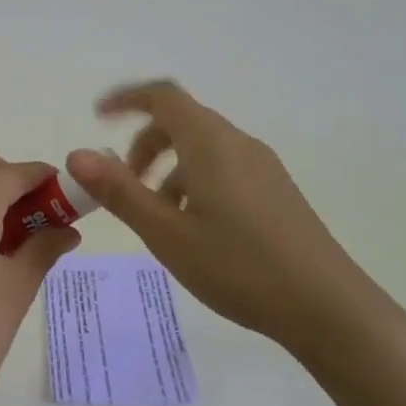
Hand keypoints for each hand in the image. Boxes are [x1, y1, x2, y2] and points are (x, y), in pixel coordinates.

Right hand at [66, 81, 377, 349]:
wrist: (328, 308)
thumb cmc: (239, 266)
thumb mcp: (166, 233)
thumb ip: (119, 191)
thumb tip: (77, 155)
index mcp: (210, 143)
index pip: (163, 97)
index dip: (127, 99)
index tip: (98, 117)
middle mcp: (238, 144)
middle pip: (181, 122)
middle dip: (144, 145)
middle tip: (124, 184)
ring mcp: (262, 168)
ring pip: (202, 149)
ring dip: (168, 169)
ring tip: (157, 217)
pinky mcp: (276, 192)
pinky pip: (223, 169)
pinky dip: (194, 182)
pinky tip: (194, 230)